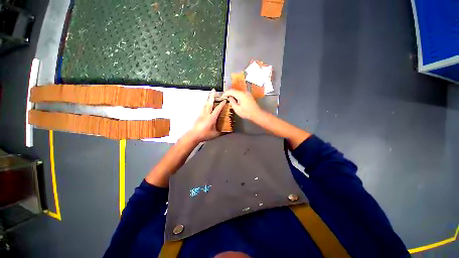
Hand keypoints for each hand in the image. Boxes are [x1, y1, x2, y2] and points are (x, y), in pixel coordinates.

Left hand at [186, 89, 225, 142]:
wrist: (194, 135)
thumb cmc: (205, 134)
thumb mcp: (215, 134)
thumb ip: (221, 132)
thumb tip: (227, 132)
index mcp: (211, 118)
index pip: (217, 109)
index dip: (221, 104)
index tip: (224, 100)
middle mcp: (206, 114)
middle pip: (210, 103)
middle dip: (212, 96)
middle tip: (213, 90)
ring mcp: (202, 114)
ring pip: (205, 104)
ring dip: (208, 99)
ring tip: (209, 95)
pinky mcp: (199, 116)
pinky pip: (202, 108)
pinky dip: (205, 105)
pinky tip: (205, 105)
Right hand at [222, 89, 263, 119]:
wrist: (257, 114)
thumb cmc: (246, 112)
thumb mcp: (237, 109)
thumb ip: (232, 102)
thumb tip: (230, 98)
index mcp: (241, 95)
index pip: (231, 91)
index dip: (226, 93)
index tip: (222, 95)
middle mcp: (244, 92)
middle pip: (235, 91)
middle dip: (229, 93)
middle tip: (225, 97)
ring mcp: (247, 94)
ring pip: (238, 92)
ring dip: (234, 95)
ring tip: (229, 98)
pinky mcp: (249, 96)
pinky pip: (241, 94)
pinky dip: (237, 96)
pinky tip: (236, 100)